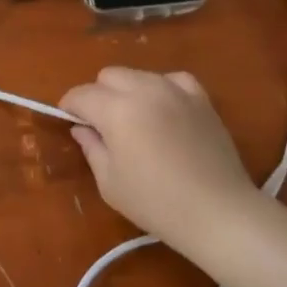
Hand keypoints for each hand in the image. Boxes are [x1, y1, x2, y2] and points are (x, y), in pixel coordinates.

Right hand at [59, 67, 255, 255]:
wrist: (217, 212)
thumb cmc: (156, 203)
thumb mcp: (110, 182)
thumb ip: (91, 147)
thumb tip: (82, 128)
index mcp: (116, 109)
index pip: (81, 95)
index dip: (69, 107)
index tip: (69, 122)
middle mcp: (144, 89)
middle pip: (108, 75)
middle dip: (98, 95)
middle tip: (102, 125)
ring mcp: (175, 90)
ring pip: (138, 74)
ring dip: (128, 91)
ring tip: (134, 119)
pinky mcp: (201, 98)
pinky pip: (172, 79)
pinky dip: (161, 88)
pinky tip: (164, 110)